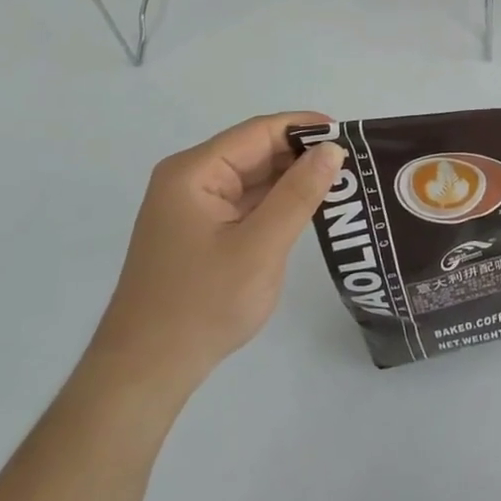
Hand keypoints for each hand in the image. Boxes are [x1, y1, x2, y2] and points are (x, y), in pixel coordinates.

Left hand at [85, 113, 345, 396]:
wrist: (145, 372)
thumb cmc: (202, 305)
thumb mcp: (260, 247)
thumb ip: (298, 194)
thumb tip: (332, 149)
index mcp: (195, 172)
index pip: (259, 132)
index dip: (305, 128)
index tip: (351, 136)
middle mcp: (190, 179)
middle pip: (256, 151)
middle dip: (302, 156)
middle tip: (355, 166)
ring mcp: (193, 206)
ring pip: (253, 178)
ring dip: (292, 181)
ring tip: (342, 185)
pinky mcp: (200, 231)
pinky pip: (245, 203)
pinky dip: (277, 204)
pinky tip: (309, 210)